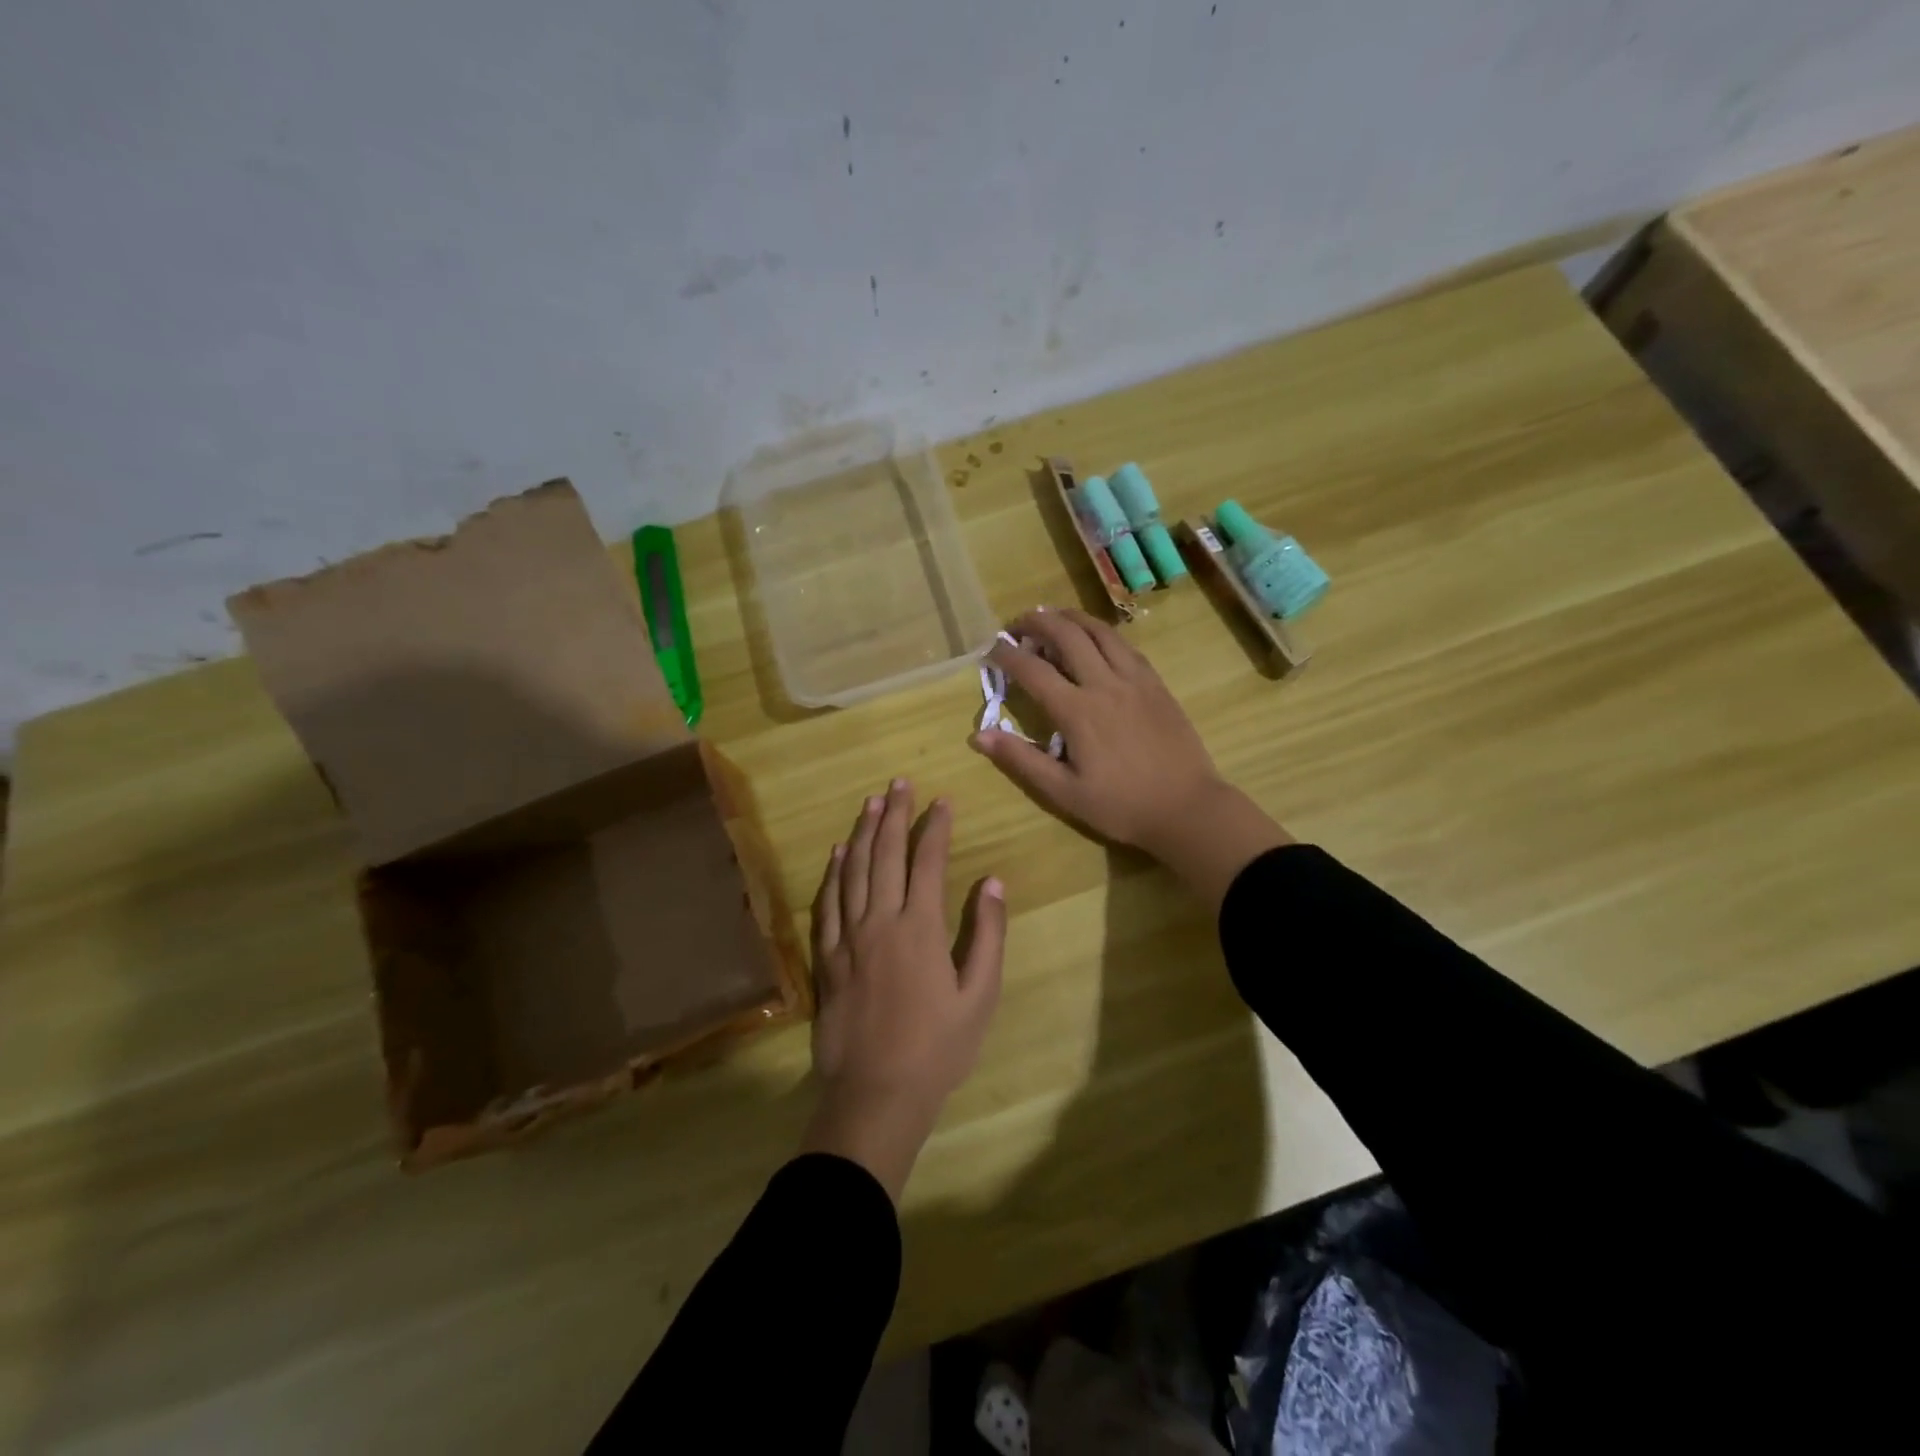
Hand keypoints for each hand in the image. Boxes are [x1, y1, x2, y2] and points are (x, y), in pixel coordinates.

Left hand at [801, 779, 1006, 1201]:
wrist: (876, 1092)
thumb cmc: (938, 1047)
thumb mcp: (979, 995)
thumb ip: (986, 934)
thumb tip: (991, 882)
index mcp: (919, 928)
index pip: (927, 862)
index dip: (935, 827)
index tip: (942, 800)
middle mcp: (880, 921)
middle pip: (886, 855)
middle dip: (895, 815)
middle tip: (899, 783)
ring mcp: (847, 938)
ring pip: (853, 871)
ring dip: (863, 833)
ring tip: (871, 803)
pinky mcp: (826, 958)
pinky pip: (827, 904)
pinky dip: (833, 874)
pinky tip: (838, 853)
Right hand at [970, 607, 1291, 906]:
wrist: (1186, 807)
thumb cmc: (1121, 806)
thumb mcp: (1063, 792)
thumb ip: (1021, 760)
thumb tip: (979, 735)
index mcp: (1077, 711)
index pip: (1033, 670)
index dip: (1007, 655)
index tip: (990, 650)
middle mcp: (1104, 684)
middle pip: (1066, 635)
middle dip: (1036, 623)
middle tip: (1017, 625)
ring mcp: (1134, 679)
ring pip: (1099, 631)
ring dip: (1070, 618)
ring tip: (1051, 617)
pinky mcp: (1156, 683)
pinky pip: (1125, 645)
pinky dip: (1101, 633)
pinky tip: (1095, 638)